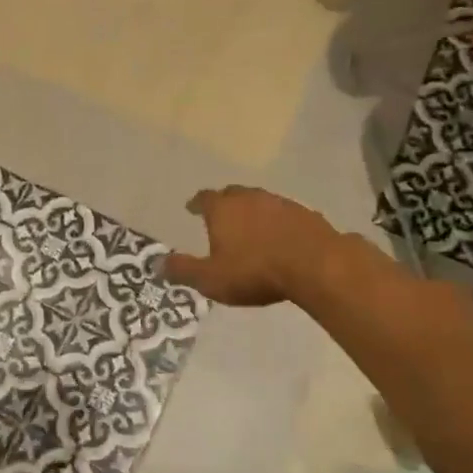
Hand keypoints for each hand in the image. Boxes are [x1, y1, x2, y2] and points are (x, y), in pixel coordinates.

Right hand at [162, 186, 338, 305]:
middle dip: (224, 203)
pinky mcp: (305, 214)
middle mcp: (249, 198)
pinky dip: (277, 222)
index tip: (191, 208)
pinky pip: (284, 214)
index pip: (204, 198)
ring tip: (250, 227)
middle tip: (220, 215)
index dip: (196, 204)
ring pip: (260, 201)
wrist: (315, 265)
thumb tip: (156, 263)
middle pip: (232, 194)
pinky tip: (280, 237)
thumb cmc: (255, 271)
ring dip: (253, 211)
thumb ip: (183, 270)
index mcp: (223, 209)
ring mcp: (280, 203)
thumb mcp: (211, 278)